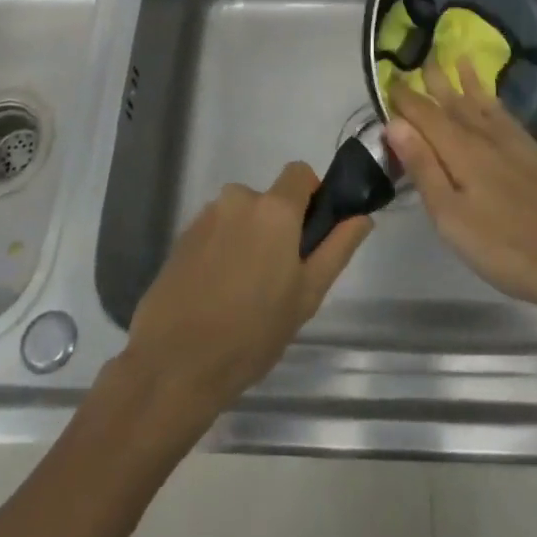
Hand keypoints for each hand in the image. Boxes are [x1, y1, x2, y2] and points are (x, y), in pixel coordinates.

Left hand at [121, 163, 370, 428]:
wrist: (174, 363)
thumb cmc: (253, 331)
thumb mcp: (307, 295)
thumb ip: (337, 248)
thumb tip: (362, 217)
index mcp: (274, 208)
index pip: (300, 173)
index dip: (311, 197)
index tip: (310, 235)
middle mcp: (238, 198)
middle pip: (269, 200)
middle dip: (277, 228)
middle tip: (278, 279)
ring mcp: (205, 216)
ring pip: (241, 218)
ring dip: (248, 240)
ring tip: (243, 294)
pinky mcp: (181, 237)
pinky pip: (215, 232)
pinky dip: (222, 252)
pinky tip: (216, 295)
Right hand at [385, 63, 536, 323]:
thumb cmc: (506, 249)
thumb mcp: (452, 218)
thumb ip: (424, 168)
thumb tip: (395, 123)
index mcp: (461, 151)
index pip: (426, 114)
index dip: (406, 98)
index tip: (389, 79)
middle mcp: (487, 136)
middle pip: (455, 102)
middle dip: (436, 81)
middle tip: (422, 57)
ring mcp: (517, 143)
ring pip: (484, 103)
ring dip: (468, 81)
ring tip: (458, 58)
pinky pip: (507, 114)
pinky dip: (495, 100)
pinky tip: (494, 101)